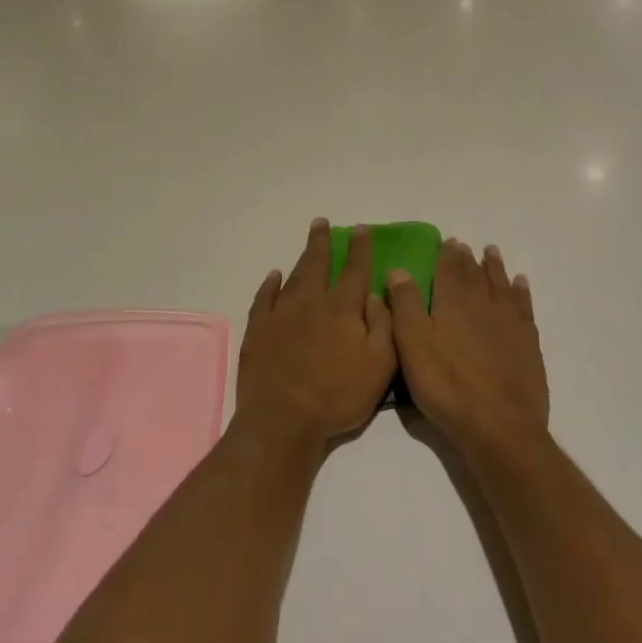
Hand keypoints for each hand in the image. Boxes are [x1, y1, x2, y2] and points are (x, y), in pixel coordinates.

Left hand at [233, 219, 396, 455]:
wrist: (282, 420)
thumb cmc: (337, 396)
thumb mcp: (379, 365)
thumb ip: (383, 325)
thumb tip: (376, 293)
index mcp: (342, 309)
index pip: (354, 270)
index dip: (359, 248)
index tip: (361, 229)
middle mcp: (311, 302)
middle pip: (317, 263)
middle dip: (322, 241)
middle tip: (321, 222)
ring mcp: (281, 314)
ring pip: (293, 276)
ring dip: (302, 257)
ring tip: (308, 242)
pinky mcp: (258, 330)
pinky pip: (264, 298)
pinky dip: (269, 284)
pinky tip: (273, 276)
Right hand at [389, 239, 547, 461]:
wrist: (499, 426)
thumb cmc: (447, 385)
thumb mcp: (413, 345)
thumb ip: (405, 305)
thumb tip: (399, 269)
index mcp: (452, 302)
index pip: (448, 269)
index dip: (447, 255)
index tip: (448, 241)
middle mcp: (482, 303)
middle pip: (475, 274)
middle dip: (468, 259)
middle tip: (466, 246)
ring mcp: (509, 322)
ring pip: (501, 285)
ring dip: (495, 267)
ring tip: (492, 253)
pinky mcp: (528, 343)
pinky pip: (524, 306)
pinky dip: (521, 291)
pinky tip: (520, 284)